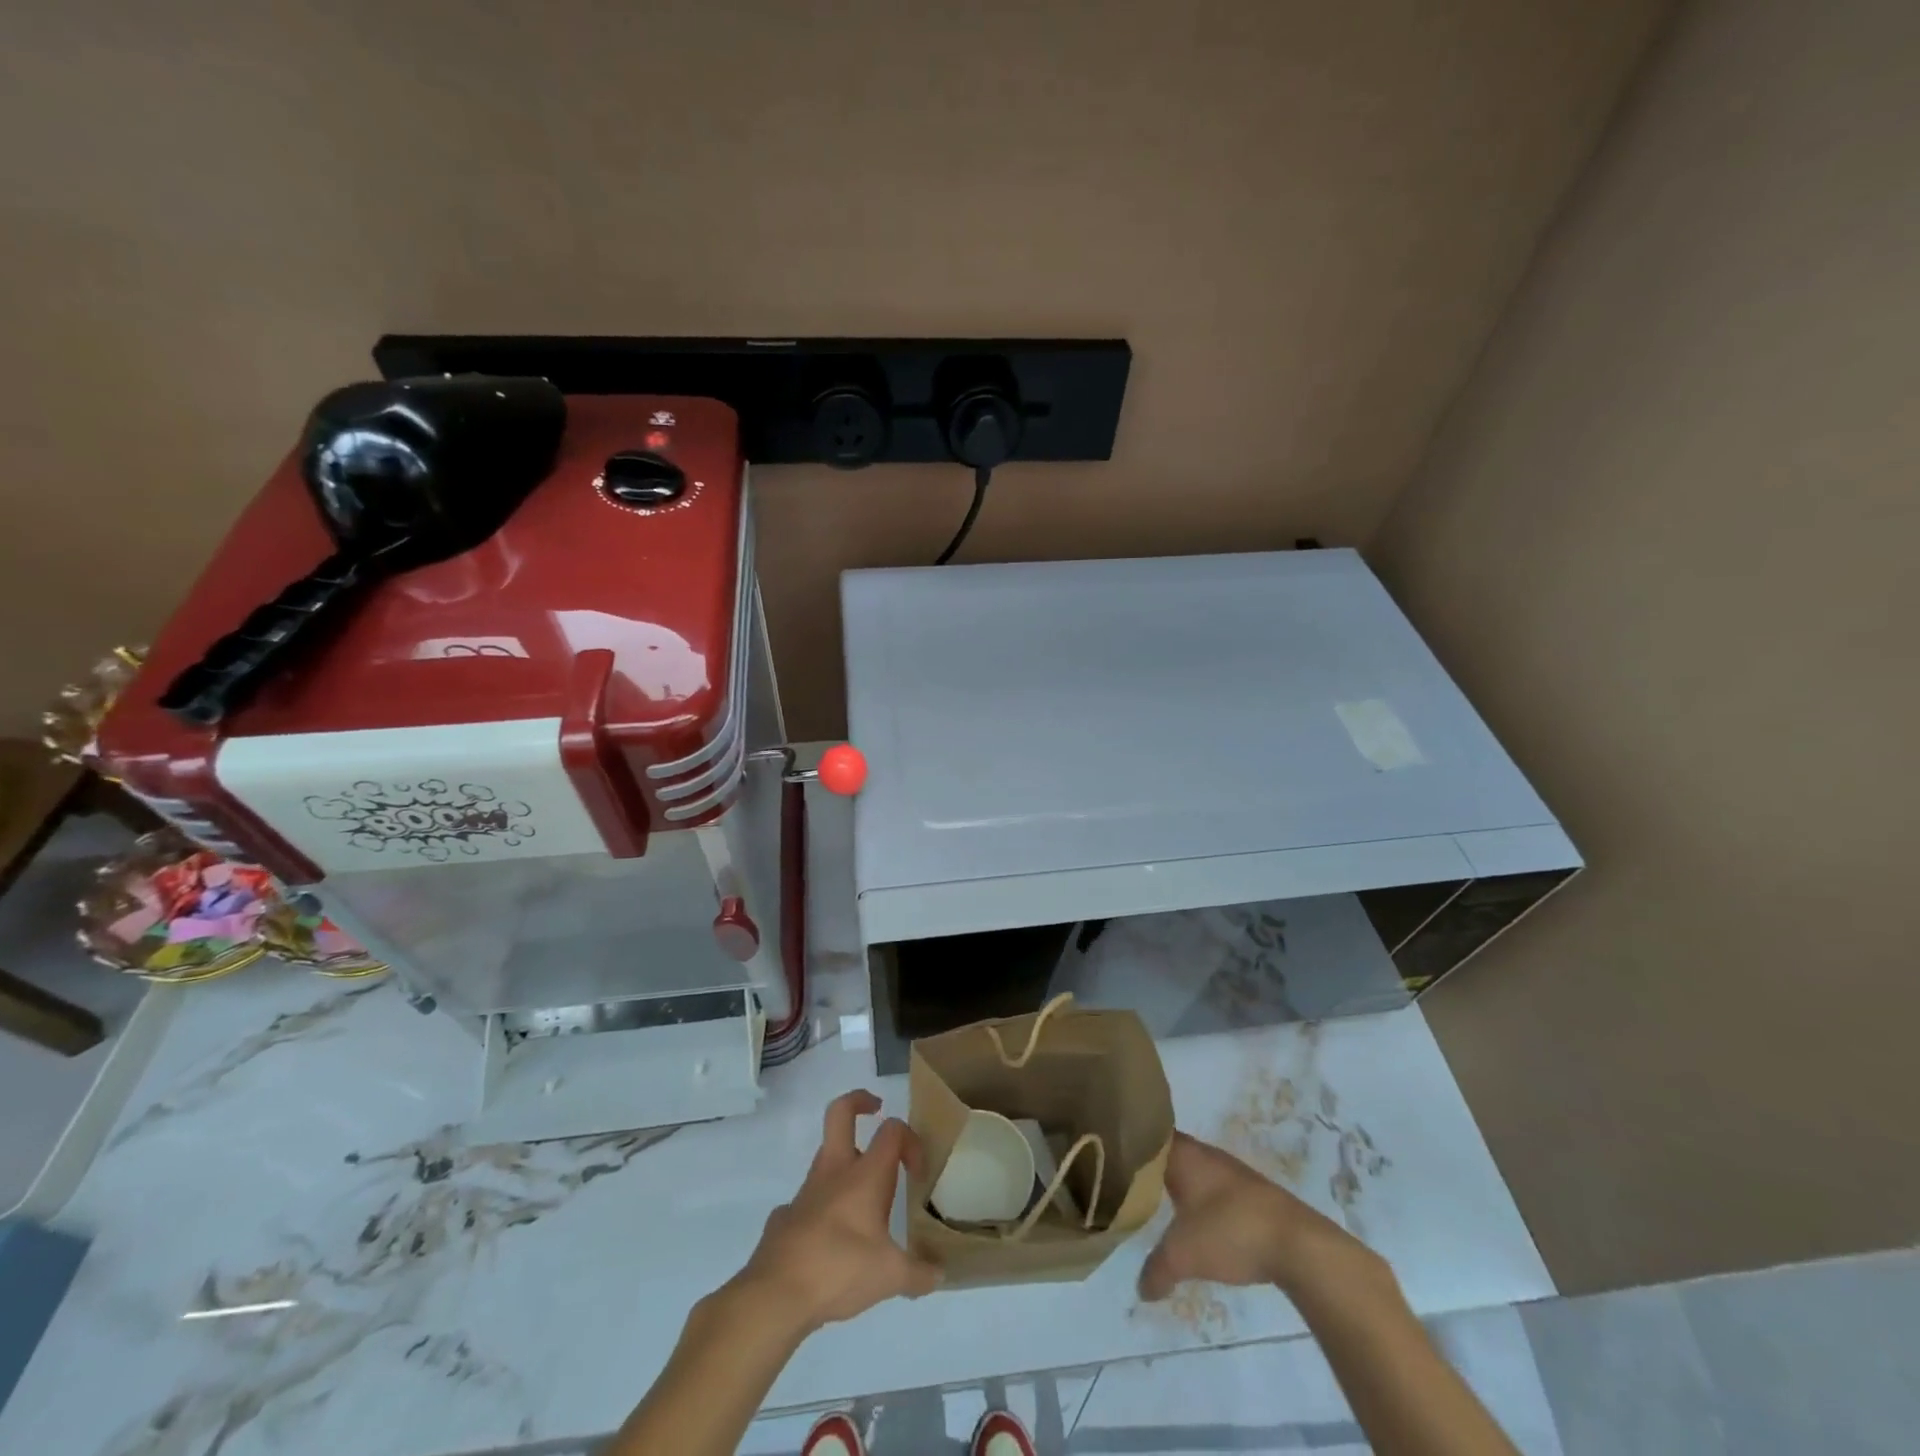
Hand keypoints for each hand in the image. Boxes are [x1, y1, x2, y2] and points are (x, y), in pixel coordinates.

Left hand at [735, 1090, 941, 1334]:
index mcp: (865, 1175)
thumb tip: (940, 1275)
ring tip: (863, 1196)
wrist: (775, 1294)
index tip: (917, 1172)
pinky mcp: (785, 1215)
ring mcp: (806, 1190)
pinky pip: (808, 1198)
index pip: (892, 1131)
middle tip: (875, 1110)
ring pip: (826, 1155)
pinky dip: (822, 1206)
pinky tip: (829, 1236)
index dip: (910, 1141)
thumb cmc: (839, 1270)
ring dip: (845, 1161)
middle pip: (841, 1112)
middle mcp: (835, 1171)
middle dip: (859, 1101)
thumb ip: (919, 1274)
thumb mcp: (890, 1277)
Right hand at [1139, 1131, 1380, 1300]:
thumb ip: (1156, 1269)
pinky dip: (1196, 1196)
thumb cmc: (1230, 1231)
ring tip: (1151, 1200)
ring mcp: (1228, 1170)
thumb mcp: (1183, 1255)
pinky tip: (1191, 1218)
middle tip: (1121, 1181)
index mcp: (1182, 1153)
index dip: (1127, 1141)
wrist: (1296, 1243)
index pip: (1146, 1134)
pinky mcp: (1248, 1191)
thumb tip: (1141, 1289)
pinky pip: (1209, 1185)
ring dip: (1174, 1182)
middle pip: (1166, 1150)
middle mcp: (1203, 1153)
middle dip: (1147, 1165)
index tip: (1106, 1153)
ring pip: (1190, 1168)